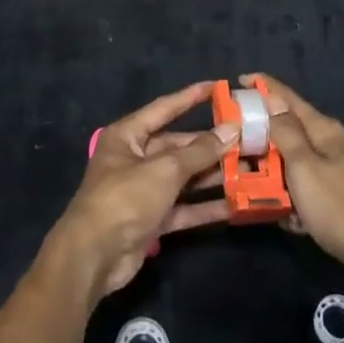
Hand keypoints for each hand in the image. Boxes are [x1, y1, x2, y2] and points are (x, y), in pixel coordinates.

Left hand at [45, 82, 236, 300]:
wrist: (95, 256)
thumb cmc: (125, 198)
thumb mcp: (165, 169)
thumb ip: (199, 152)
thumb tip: (231, 130)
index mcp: (128, 136)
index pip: (164, 108)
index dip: (191, 97)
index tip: (218, 87)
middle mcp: (135, 158)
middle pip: (178, 146)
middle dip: (211, 145)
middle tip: (246, 140)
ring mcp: (144, 190)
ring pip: (184, 178)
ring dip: (213, 176)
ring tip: (249, 170)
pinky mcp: (152, 219)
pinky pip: (183, 207)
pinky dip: (205, 206)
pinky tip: (234, 205)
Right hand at [255, 74, 343, 290]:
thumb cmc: (338, 206)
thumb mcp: (304, 166)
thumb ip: (286, 131)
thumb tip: (271, 97)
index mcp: (322, 129)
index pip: (287, 97)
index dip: (262, 87)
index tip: (236, 81)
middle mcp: (329, 143)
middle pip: (288, 129)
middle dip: (260, 135)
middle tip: (231, 142)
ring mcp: (334, 170)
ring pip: (292, 160)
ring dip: (271, 170)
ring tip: (246, 180)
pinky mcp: (336, 195)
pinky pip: (303, 187)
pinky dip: (289, 196)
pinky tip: (281, 214)